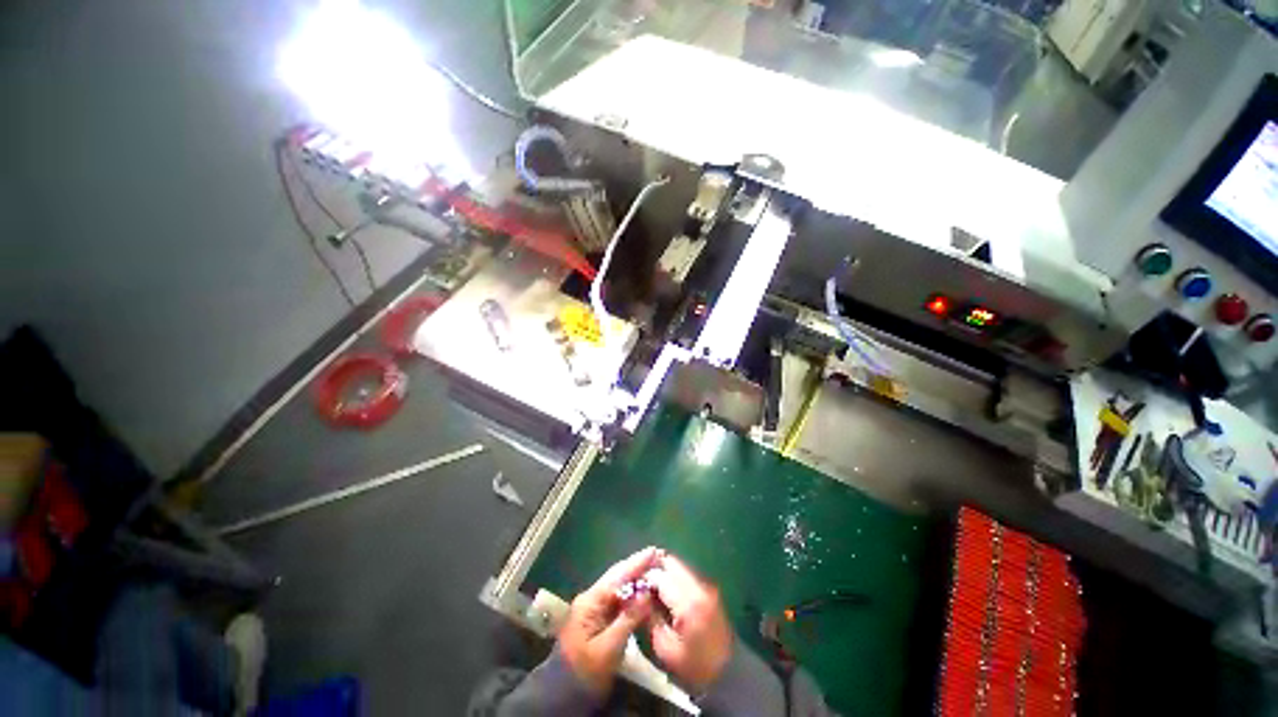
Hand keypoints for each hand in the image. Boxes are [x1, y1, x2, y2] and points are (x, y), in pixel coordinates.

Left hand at [558, 547, 657, 694]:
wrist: (564, 693)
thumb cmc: (585, 670)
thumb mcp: (608, 648)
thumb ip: (628, 619)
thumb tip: (647, 592)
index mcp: (591, 601)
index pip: (617, 577)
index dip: (636, 564)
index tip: (654, 551)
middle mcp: (592, 598)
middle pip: (617, 577)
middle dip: (637, 567)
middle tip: (658, 556)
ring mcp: (594, 608)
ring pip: (618, 587)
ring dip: (636, 578)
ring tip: (655, 568)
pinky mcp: (599, 618)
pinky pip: (618, 599)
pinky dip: (632, 593)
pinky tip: (644, 591)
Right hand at [646, 552, 733, 690]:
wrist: (728, 672)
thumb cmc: (694, 666)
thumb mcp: (665, 648)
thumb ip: (651, 616)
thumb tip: (639, 594)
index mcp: (688, 603)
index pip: (660, 575)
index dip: (644, 577)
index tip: (633, 585)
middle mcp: (699, 587)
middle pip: (671, 562)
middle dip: (654, 568)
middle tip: (641, 581)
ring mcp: (706, 585)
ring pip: (679, 565)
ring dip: (664, 571)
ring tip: (652, 587)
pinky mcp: (709, 588)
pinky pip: (686, 574)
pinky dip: (674, 577)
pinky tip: (666, 592)